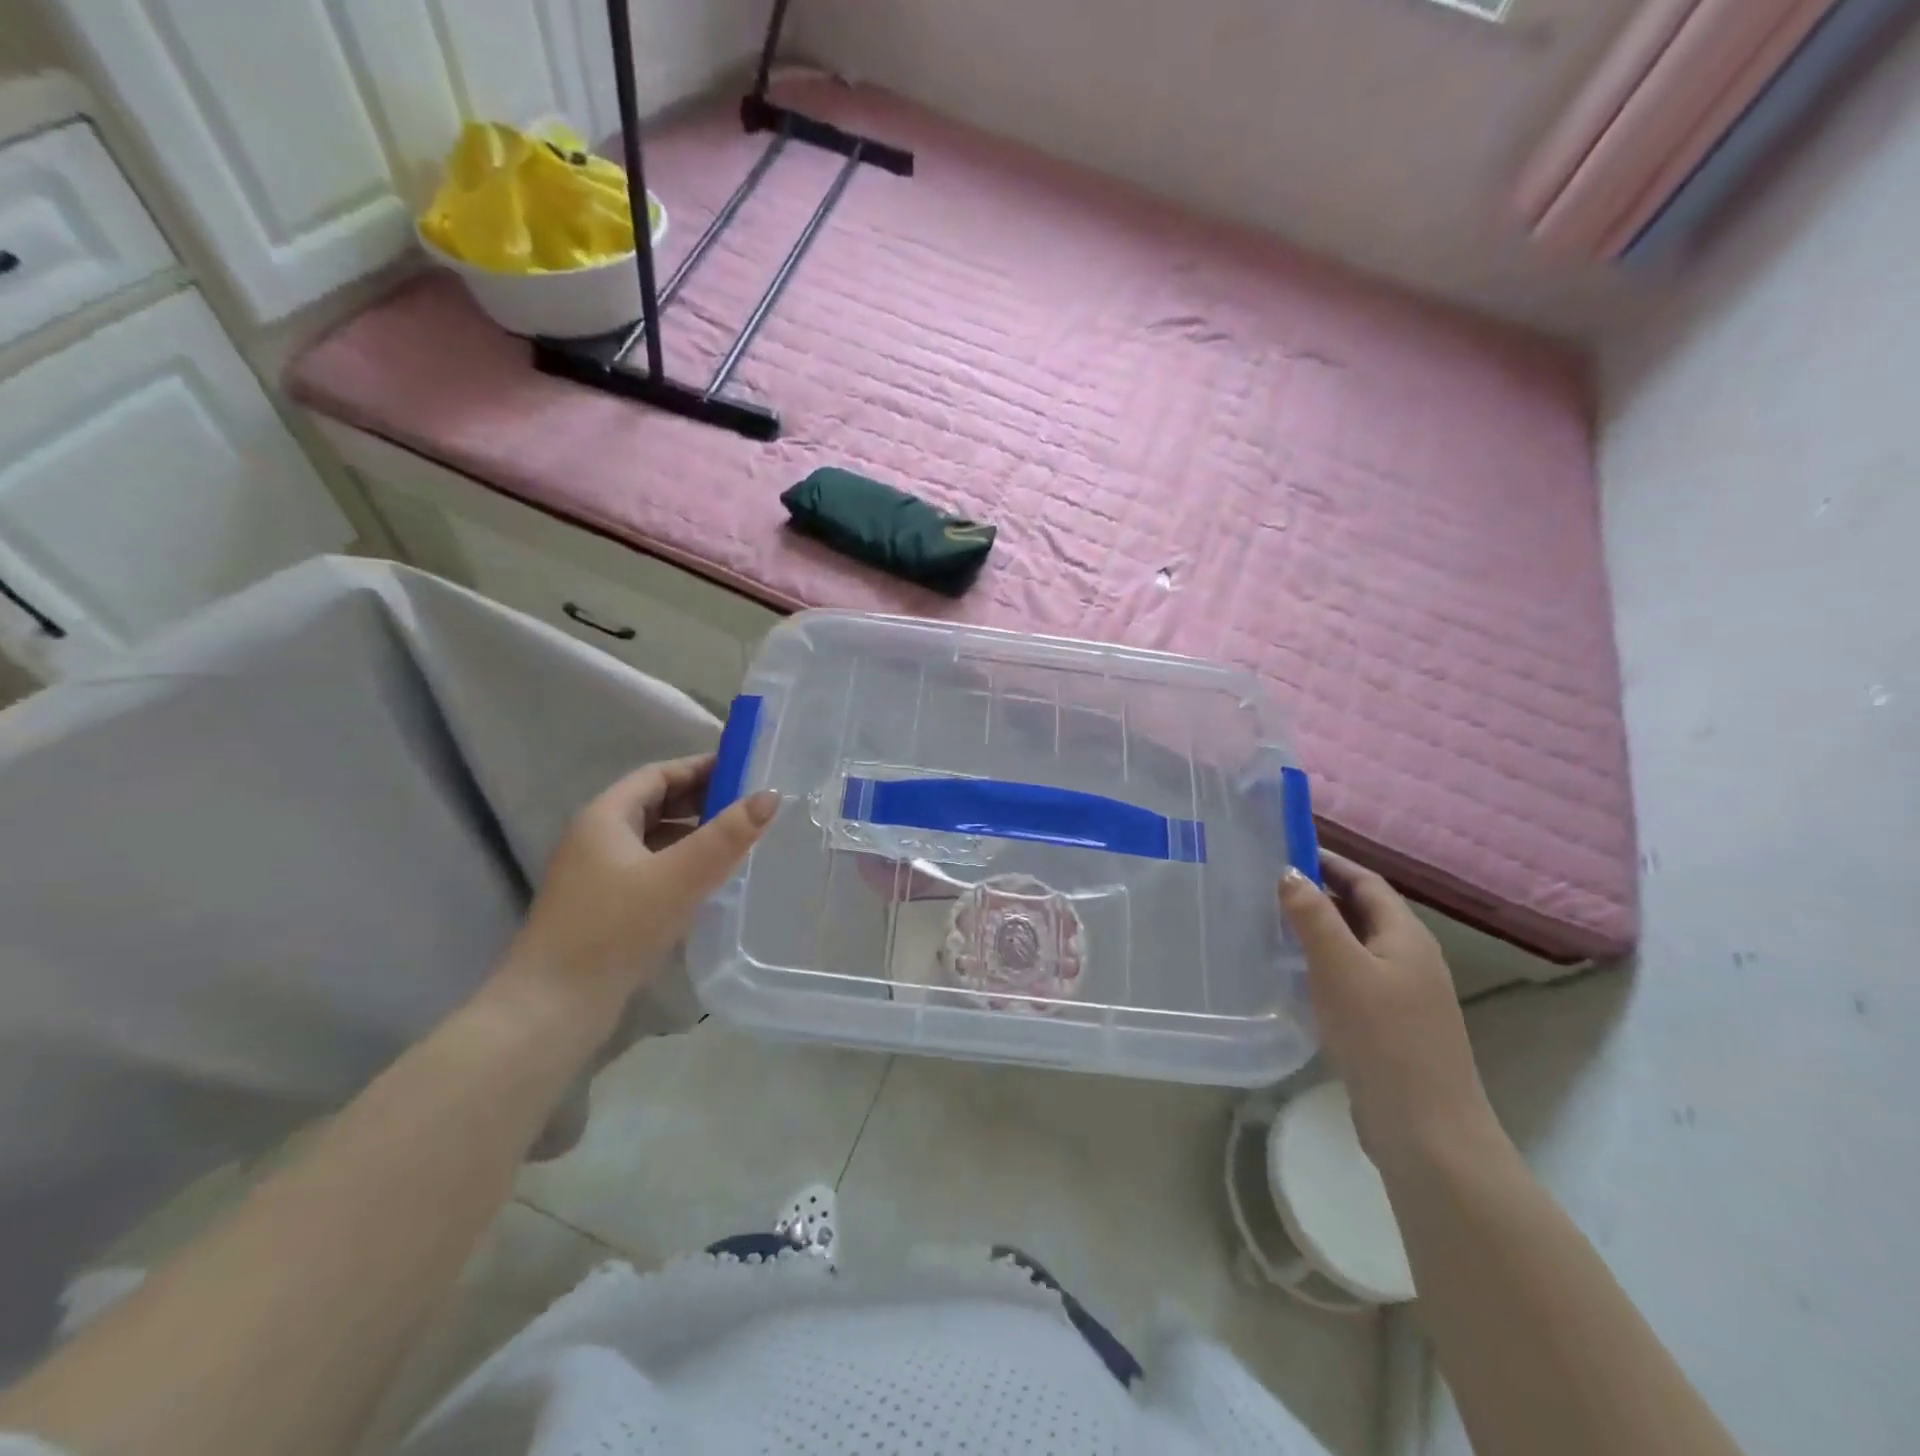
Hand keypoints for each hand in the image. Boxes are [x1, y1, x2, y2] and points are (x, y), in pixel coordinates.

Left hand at [498, 755, 779, 1020]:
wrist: (553, 1008)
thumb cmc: (615, 929)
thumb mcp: (679, 877)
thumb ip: (726, 835)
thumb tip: (770, 795)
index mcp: (605, 817)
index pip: (658, 774)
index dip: (700, 768)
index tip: (745, 771)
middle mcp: (596, 838)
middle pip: (654, 804)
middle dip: (701, 800)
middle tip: (749, 807)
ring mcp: (596, 874)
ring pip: (653, 838)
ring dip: (692, 834)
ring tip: (737, 842)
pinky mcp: (603, 907)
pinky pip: (649, 868)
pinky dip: (680, 863)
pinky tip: (707, 882)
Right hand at [1277, 852, 1501, 1169]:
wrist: (1425, 1129)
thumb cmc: (1382, 1037)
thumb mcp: (1340, 968)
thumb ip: (1313, 916)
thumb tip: (1288, 870)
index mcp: (1406, 936)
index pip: (1366, 881)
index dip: (1328, 861)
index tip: (1284, 849)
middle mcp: (1409, 958)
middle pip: (1362, 910)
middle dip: (1318, 892)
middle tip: (1266, 885)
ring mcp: (1403, 994)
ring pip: (1355, 945)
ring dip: (1318, 929)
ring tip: (1270, 924)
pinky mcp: (1389, 1025)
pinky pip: (1352, 977)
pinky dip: (1322, 964)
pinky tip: (1293, 976)